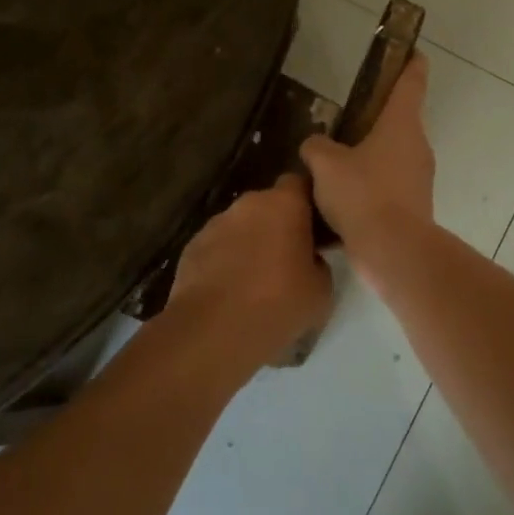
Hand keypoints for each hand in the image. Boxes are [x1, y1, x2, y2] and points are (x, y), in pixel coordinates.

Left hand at [165, 174, 332, 386]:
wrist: (212, 331)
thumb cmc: (277, 304)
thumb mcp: (322, 290)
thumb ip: (319, 263)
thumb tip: (309, 259)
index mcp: (284, 204)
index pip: (300, 183)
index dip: (308, 202)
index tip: (316, 227)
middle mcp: (248, 204)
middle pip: (269, 205)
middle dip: (278, 225)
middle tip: (289, 258)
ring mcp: (215, 224)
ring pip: (241, 226)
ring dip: (250, 243)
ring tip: (257, 280)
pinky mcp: (191, 247)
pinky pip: (218, 247)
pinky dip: (225, 261)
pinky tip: (230, 291)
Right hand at [299, 52, 434, 260]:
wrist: (393, 251)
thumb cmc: (363, 194)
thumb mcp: (326, 164)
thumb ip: (316, 146)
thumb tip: (316, 144)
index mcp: (401, 124)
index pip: (411, 82)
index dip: (410, 64)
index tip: (411, 51)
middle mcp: (416, 146)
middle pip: (397, 123)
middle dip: (373, 121)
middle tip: (343, 123)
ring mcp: (418, 178)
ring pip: (390, 158)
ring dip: (367, 159)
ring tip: (331, 169)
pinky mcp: (413, 207)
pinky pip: (387, 189)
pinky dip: (367, 191)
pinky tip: (337, 205)